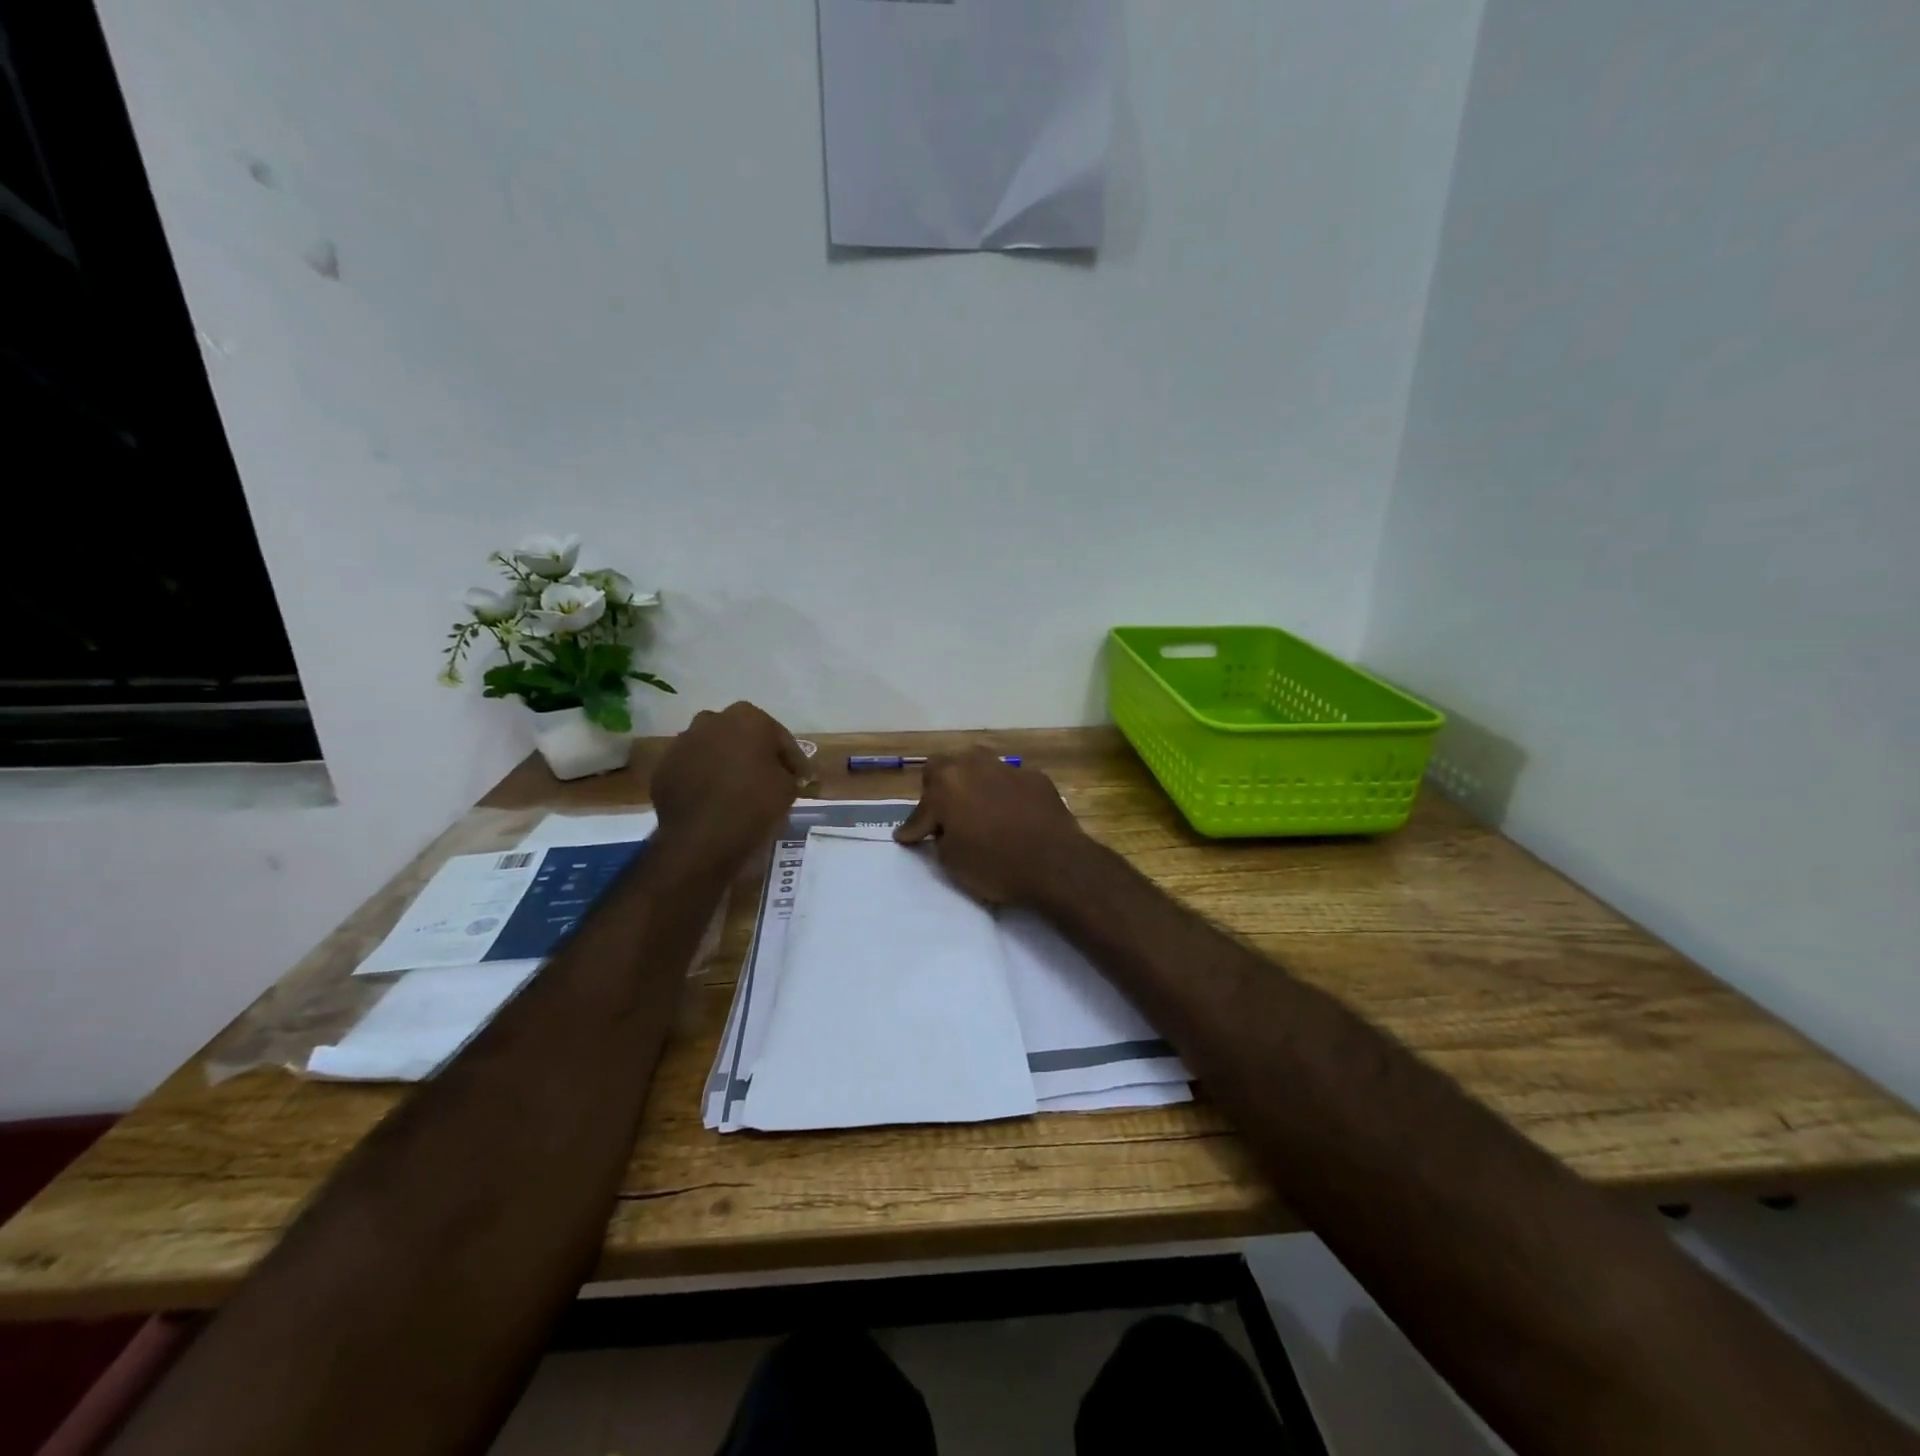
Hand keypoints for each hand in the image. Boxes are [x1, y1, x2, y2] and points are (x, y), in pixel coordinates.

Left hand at [651, 702, 807, 867]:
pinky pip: (692, 769)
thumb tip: (784, 773)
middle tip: (767, 779)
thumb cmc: (754, 804)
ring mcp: (683, 742)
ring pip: (713, 749)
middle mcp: (711, 720)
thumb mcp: (788, 788)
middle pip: (742, 736)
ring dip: (726, 763)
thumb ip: (788, 772)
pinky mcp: (664, 767)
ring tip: (737, 790)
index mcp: (747, 717)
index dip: (792, 759)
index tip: (801, 779)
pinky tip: (713, 800)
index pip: (779, 737)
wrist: (701, 838)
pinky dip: (703, 779)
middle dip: (754, 753)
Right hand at [894, 749, 1085, 904]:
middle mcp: (974, 765)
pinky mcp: (1036, 777)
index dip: (914, 828)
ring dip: (972, 784)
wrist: (1056, 863)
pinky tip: (1012, 814)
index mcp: (946, 784)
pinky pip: (1010, 782)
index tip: (909, 838)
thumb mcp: (952, 861)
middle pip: (946, 768)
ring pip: (979, 767)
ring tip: (977, 809)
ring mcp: (1007, 767)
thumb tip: (939, 830)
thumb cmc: (995, 865)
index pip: (921, 808)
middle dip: (939, 789)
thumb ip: (939, 838)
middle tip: (944, 815)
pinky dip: (1004, 794)